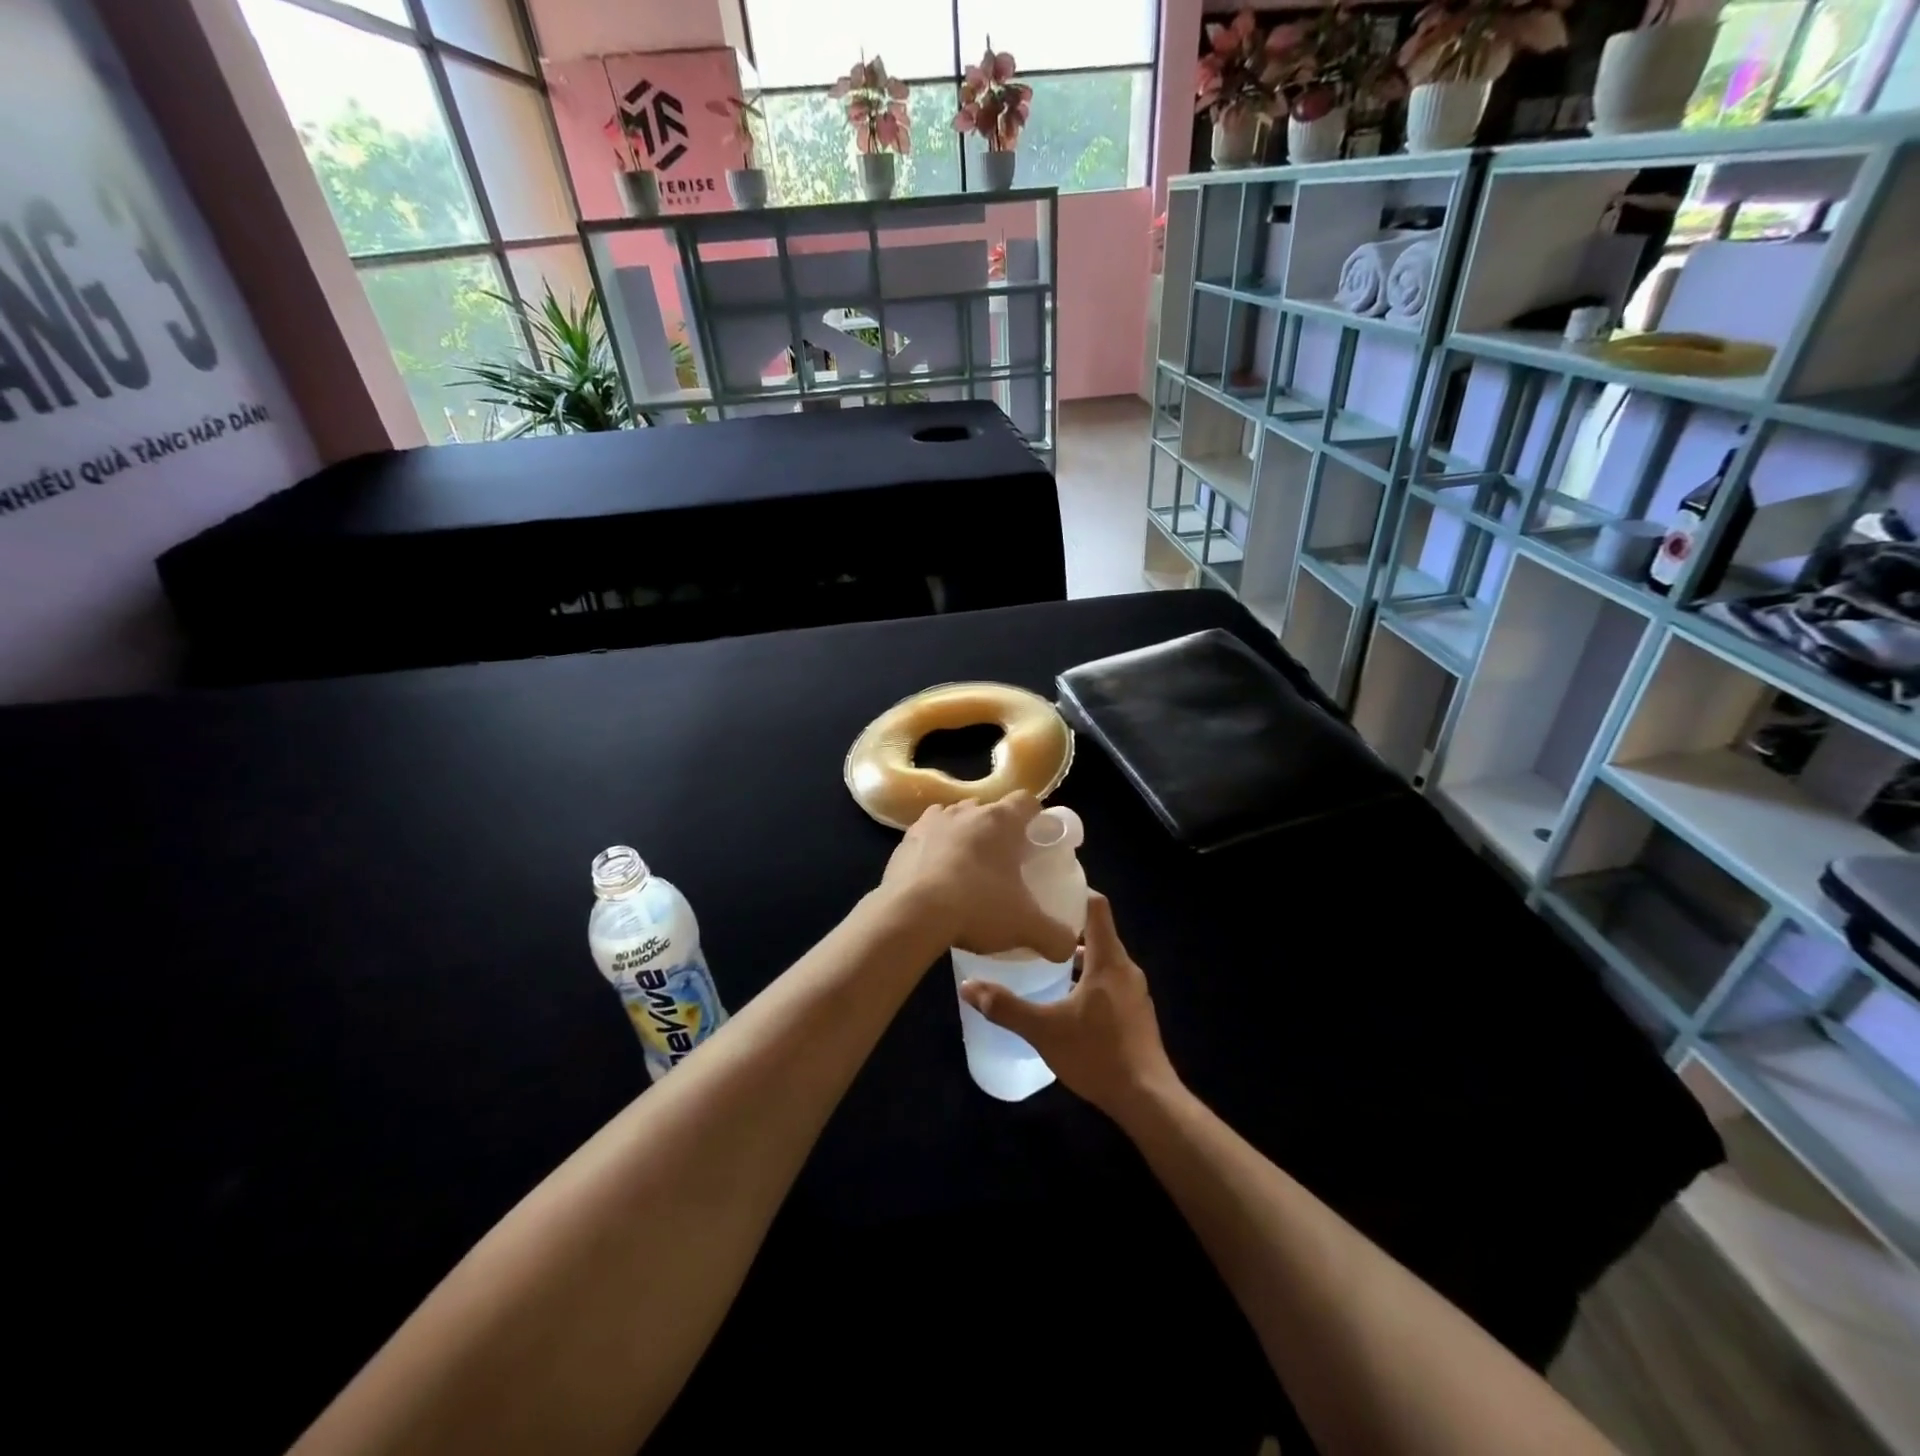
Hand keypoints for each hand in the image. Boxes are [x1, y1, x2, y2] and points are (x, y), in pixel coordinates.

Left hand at [881, 793, 1076, 960]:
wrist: (911, 915)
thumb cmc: (977, 907)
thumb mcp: (1025, 927)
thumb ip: (1055, 936)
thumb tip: (1068, 947)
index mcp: (1001, 820)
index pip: (1027, 802)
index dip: (1035, 818)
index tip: (1037, 841)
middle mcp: (966, 811)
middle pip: (990, 810)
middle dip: (998, 831)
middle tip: (1005, 863)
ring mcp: (932, 822)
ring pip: (956, 819)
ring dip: (965, 836)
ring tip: (968, 869)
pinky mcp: (905, 840)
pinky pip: (927, 837)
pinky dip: (935, 849)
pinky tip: (937, 877)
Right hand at [958, 892, 1177, 1119]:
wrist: (1147, 1100)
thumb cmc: (1097, 1054)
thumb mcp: (1044, 1030)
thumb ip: (1006, 1007)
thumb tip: (967, 986)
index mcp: (1108, 959)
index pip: (1096, 906)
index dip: (1075, 891)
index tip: (1046, 889)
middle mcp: (1125, 968)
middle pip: (1097, 932)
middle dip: (1065, 926)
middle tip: (1031, 924)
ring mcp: (1134, 991)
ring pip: (1102, 959)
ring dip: (1075, 955)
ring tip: (1041, 958)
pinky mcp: (1135, 1013)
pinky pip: (1108, 981)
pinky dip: (1086, 978)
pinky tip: (1063, 997)